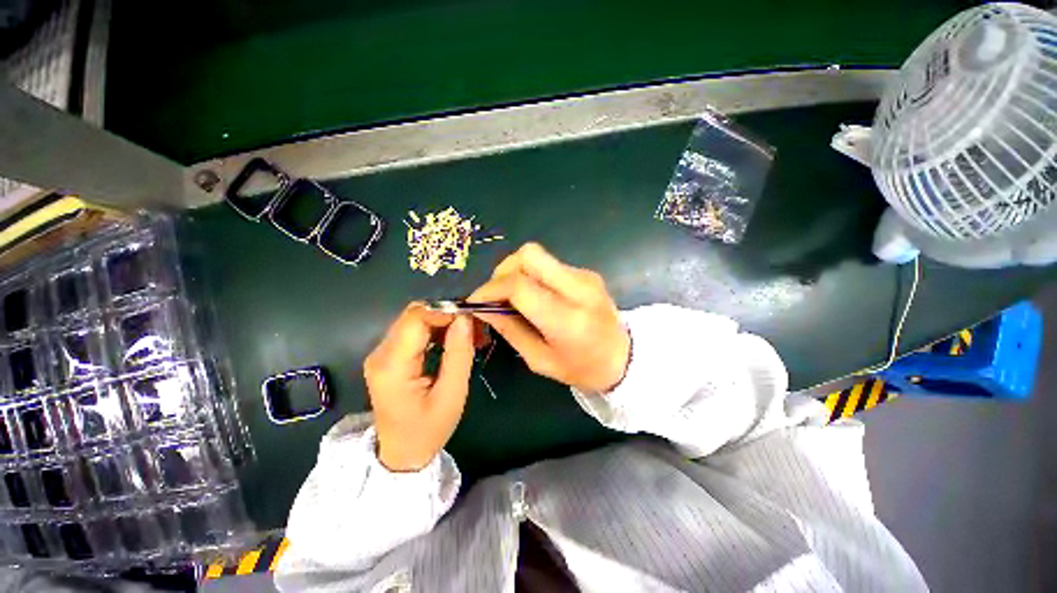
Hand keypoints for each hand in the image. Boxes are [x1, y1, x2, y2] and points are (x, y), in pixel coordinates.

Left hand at [364, 303, 475, 471]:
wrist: (401, 454)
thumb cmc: (428, 430)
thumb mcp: (452, 394)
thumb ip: (459, 353)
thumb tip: (465, 318)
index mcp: (392, 365)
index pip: (416, 318)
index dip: (446, 311)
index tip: (472, 319)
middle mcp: (381, 353)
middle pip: (415, 315)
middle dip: (448, 316)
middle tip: (475, 328)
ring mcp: (382, 354)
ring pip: (416, 320)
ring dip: (444, 322)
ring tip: (470, 335)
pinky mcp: (388, 356)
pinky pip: (414, 332)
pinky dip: (437, 331)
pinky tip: (454, 341)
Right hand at [469, 243, 630, 393]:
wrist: (624, 357)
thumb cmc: (582, 368)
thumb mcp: (540, 360)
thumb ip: (510, 331)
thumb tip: (483, 308)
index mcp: (567, 319)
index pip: (520, 286)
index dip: (490, 289)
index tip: (476, 301)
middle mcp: (578, 289)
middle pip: (529, 255)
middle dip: (503, 270)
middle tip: (495, 294)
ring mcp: (585, 276)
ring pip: (537, 256)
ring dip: (517, 272)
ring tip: (513, 297)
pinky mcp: (586, 272)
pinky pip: (549, 265)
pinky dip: (533, 275)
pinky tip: (535, 296)